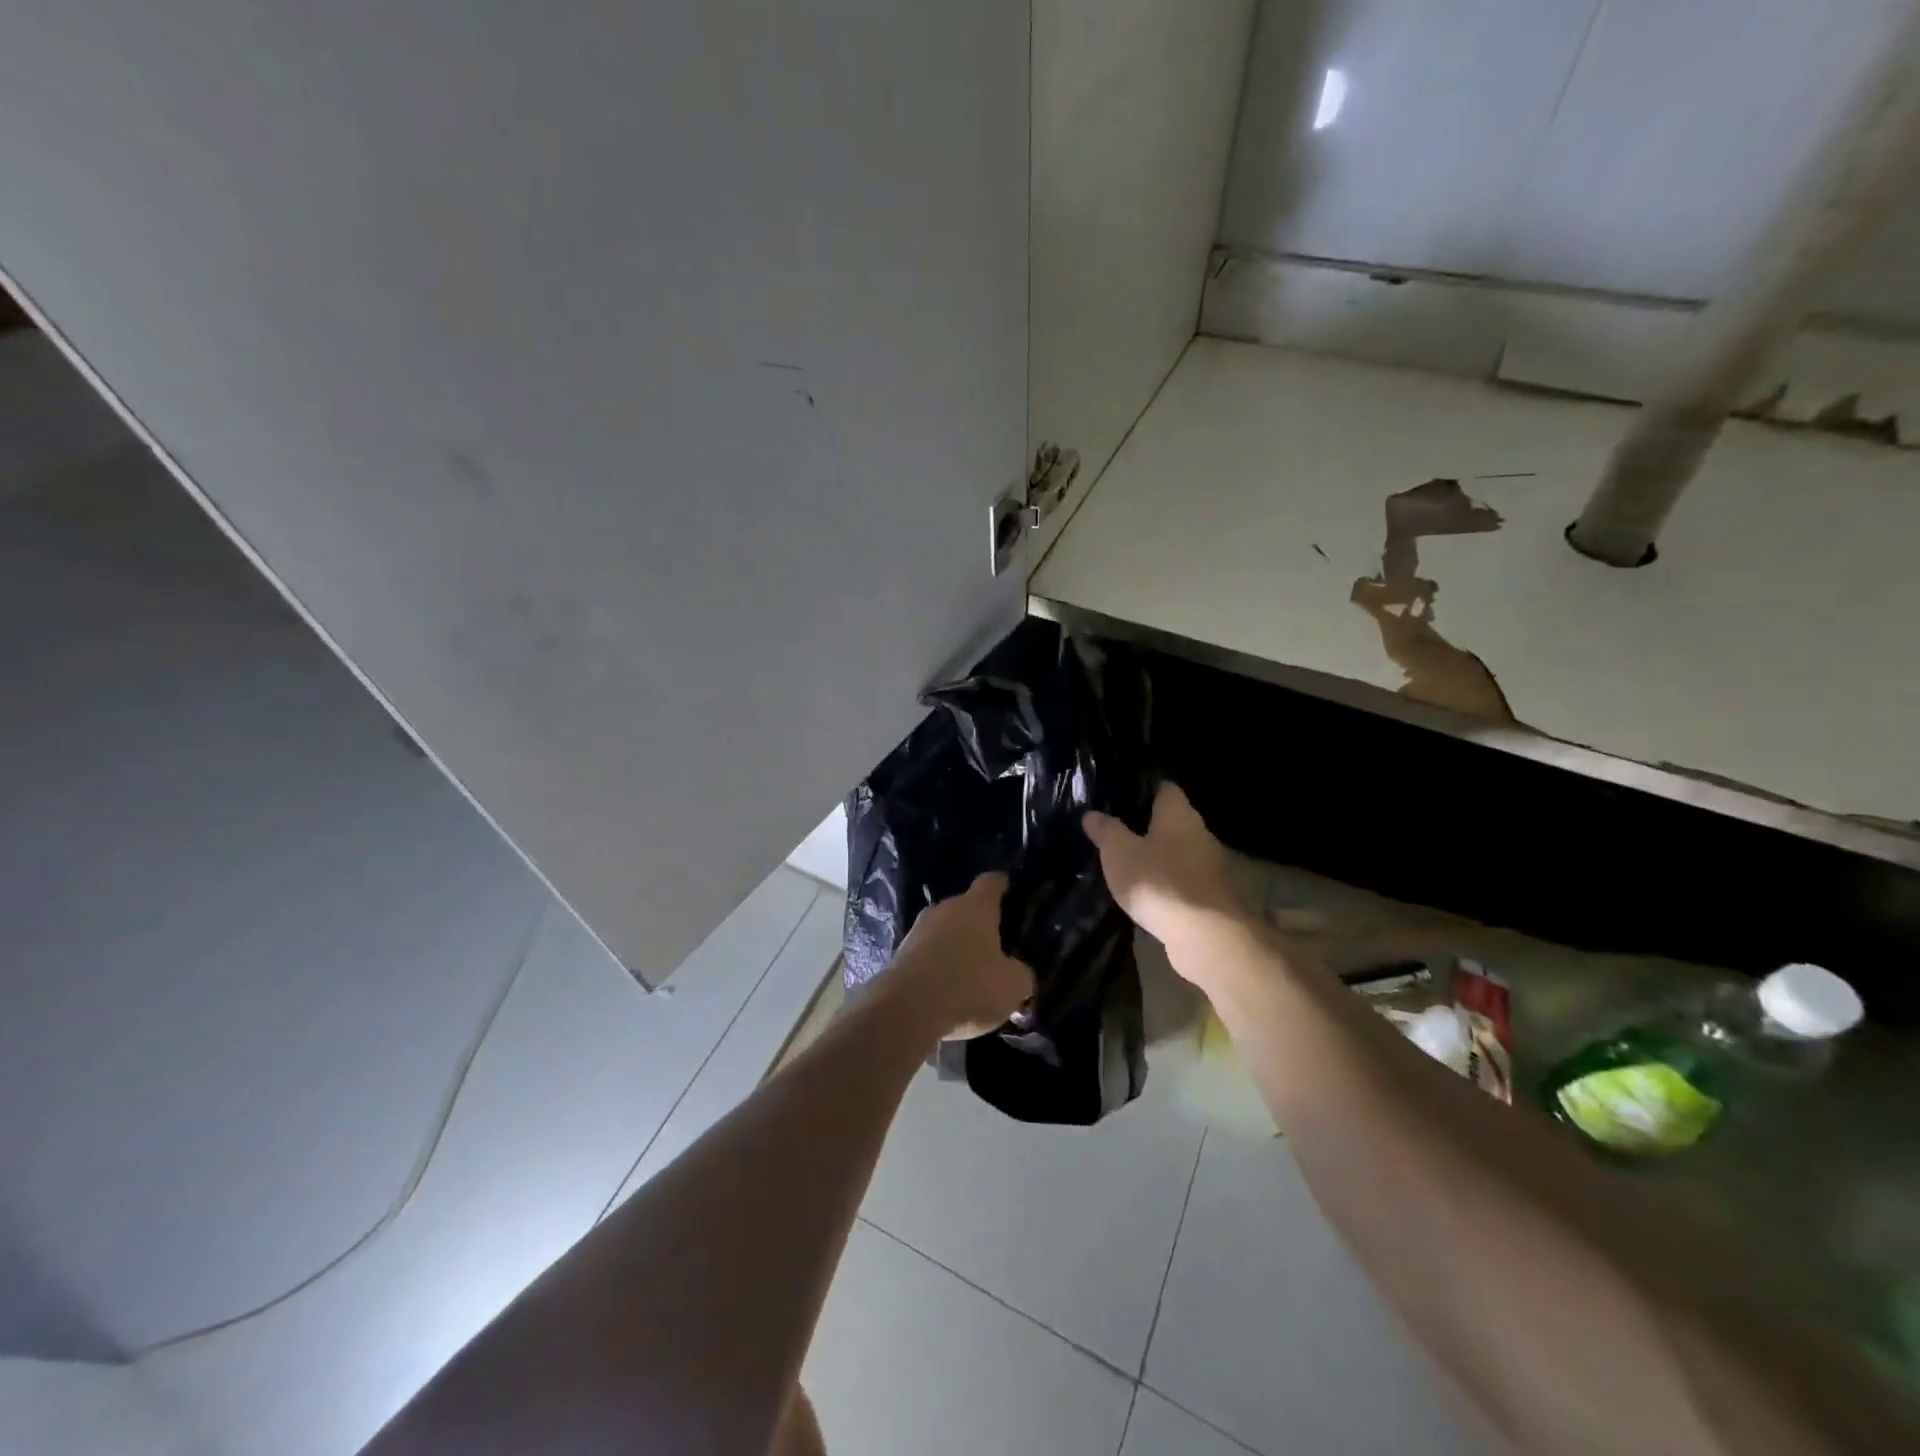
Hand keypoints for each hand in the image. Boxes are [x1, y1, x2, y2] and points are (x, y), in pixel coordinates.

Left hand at [890, 873, 1035, 1040]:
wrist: (906, 1010)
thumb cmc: (969, 987)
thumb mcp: (1013, 986)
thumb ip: (1022, 974)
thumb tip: (1019, 973)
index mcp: (976, 906)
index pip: (992, 882)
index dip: (1003, 886)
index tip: (1010, 890)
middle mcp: (944, 909)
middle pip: (966, 908)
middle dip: (979, 925)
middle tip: (996, 948)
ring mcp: (917, 930)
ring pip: (944, 932)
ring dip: (956, 948)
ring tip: (970, 974)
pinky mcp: (899, 954)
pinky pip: (926, 954)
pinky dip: (937, 966)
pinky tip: (946, 990)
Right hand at [1084, 783, 1249, 970]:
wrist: (1206, 937)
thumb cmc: (1159, 882)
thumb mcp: (1120, 853)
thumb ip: (1106, 831)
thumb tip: (1092, 813)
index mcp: (1179, 815)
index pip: (1166, 789)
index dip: (1146, 789)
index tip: (1125, 795)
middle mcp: (1201, 834)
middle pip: (1175, 821)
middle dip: (1152, 826)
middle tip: (1122, 832)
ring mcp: (1212, 867)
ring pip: (1182, 852)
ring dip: (1162, 857)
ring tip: (1134, 865)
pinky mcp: (1214, 898)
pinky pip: (1187, 881)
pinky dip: (1171, 884)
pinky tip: (1152, 894)